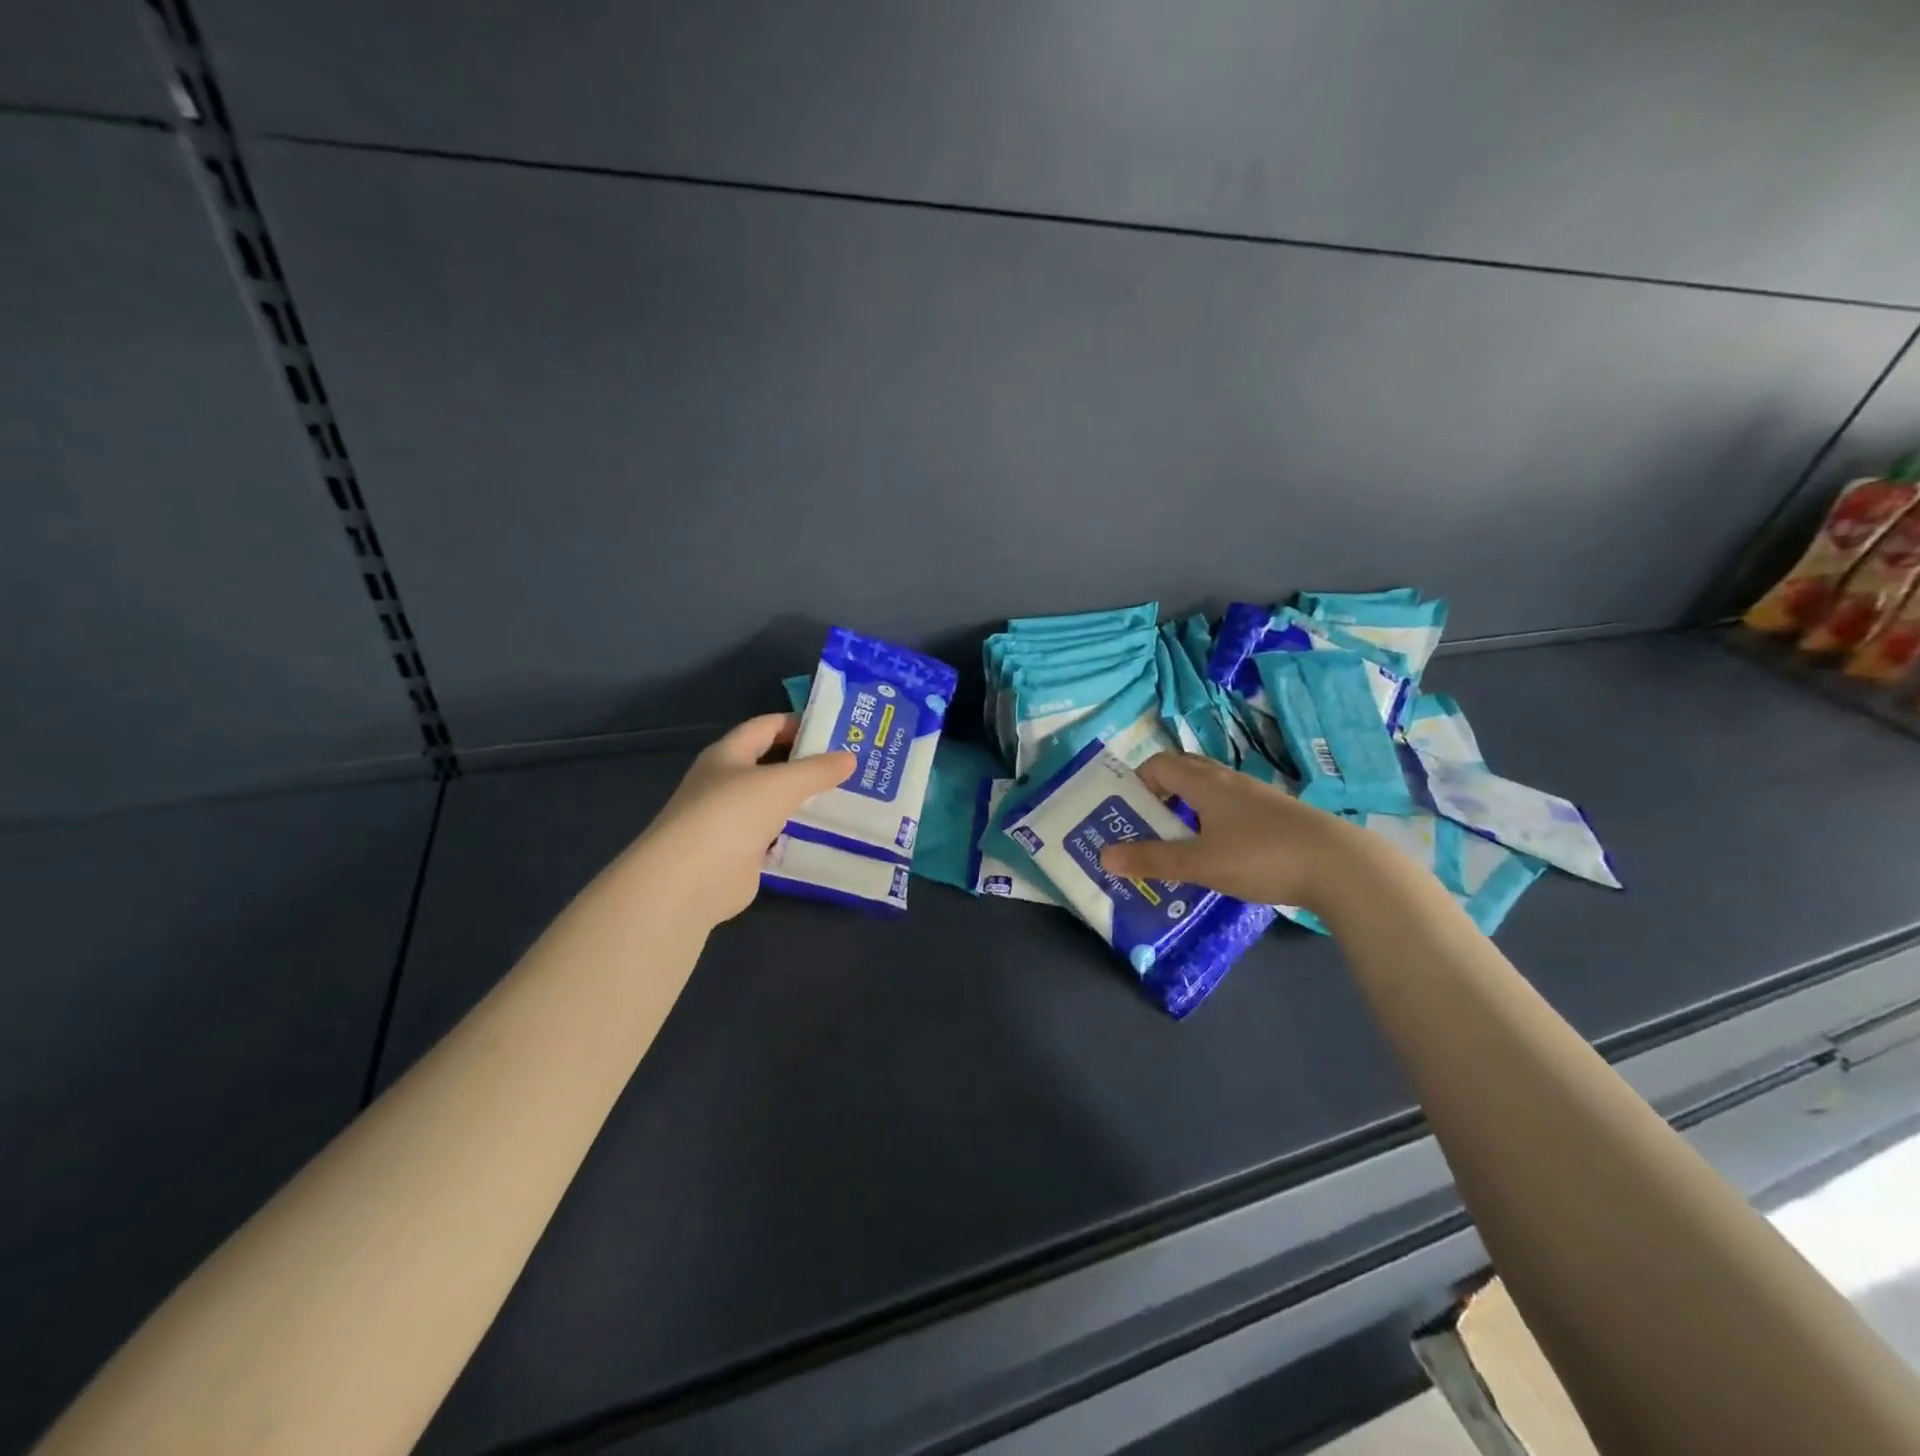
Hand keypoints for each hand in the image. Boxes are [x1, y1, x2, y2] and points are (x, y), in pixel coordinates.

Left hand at [637, 714, 854, 926]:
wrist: (689, 881)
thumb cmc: (730, 815)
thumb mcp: (780, 784)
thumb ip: (817, 770)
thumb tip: (850, 758)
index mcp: (728, 754)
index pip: (766, 726)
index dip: (799, 723)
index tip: (838, 730)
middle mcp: (727, 782)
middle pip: (772, 764)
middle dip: (808, 763)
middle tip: (852, 764)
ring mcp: (732, 820)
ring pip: (776, 801)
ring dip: (806, 799)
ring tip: (849, 797)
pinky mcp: (741, 853)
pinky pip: (776, 835)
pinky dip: (799, 833)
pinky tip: (829, 833)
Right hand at [1098, 751, 1358, 909]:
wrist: (1341, 866)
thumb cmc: (1260, 856)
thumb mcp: (1199, 863)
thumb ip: (1152, 859)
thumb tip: (1104, 855)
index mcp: (1205, 783)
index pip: (1160, 764)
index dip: (1138, 782)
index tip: (1128, 812)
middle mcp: (1229, 781)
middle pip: (1185, 772)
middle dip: (1160, 794)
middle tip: (1147, 826)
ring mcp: (1257, 797)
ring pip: (1211, 791)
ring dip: (1188, 809)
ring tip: (1179, 843)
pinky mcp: (1278, 816)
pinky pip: (1233, 808)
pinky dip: (1214, 822)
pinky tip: (1222, 854)